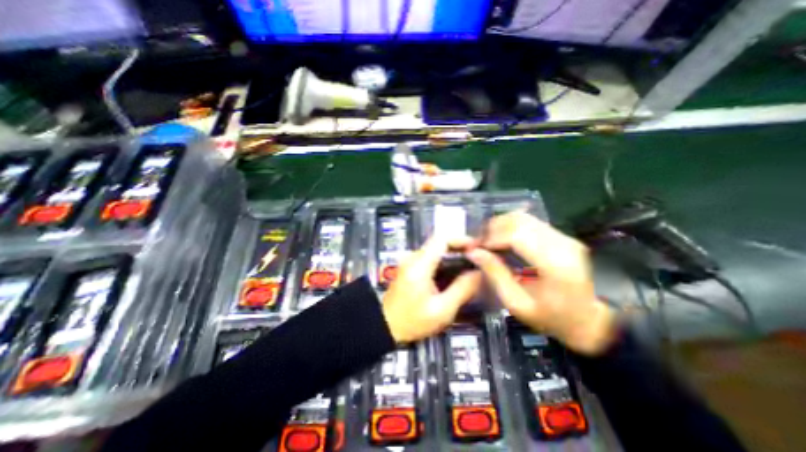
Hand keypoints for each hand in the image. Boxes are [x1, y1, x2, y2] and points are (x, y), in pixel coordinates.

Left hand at [382, 237, 479, 342]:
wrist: (385, 326)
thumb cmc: (412, 320)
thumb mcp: (442, 310)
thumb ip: (463, 289)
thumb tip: (479, 273)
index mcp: (420, 264)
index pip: (441, 239)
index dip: (461, 240)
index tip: (477, 247)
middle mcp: (413, 257)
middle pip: (439, 243)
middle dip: (460, 248)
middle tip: (477, 258)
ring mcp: (410, 262)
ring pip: (436, 250)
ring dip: (453, 255)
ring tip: (470, 266)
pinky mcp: (410, 267)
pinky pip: (431, 258)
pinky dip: (445, 262)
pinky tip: (455, 274)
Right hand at [467, 212, 617, 356]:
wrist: (595, 322)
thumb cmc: (555, 319)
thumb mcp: (518, 304)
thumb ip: (495, 274)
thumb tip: (474, 252)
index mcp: (554, 263)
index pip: (515, 235)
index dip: (491, 237)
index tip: (475, 248)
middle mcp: (561, 242)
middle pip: (518, 220)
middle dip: (492, 229)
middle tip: (479, 244)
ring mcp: (563, 236)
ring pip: (523, 217)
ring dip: (500, 226)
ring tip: (488, 242)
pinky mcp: (562, 236)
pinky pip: (530, 222)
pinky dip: (510, 227)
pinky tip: (502, 240)